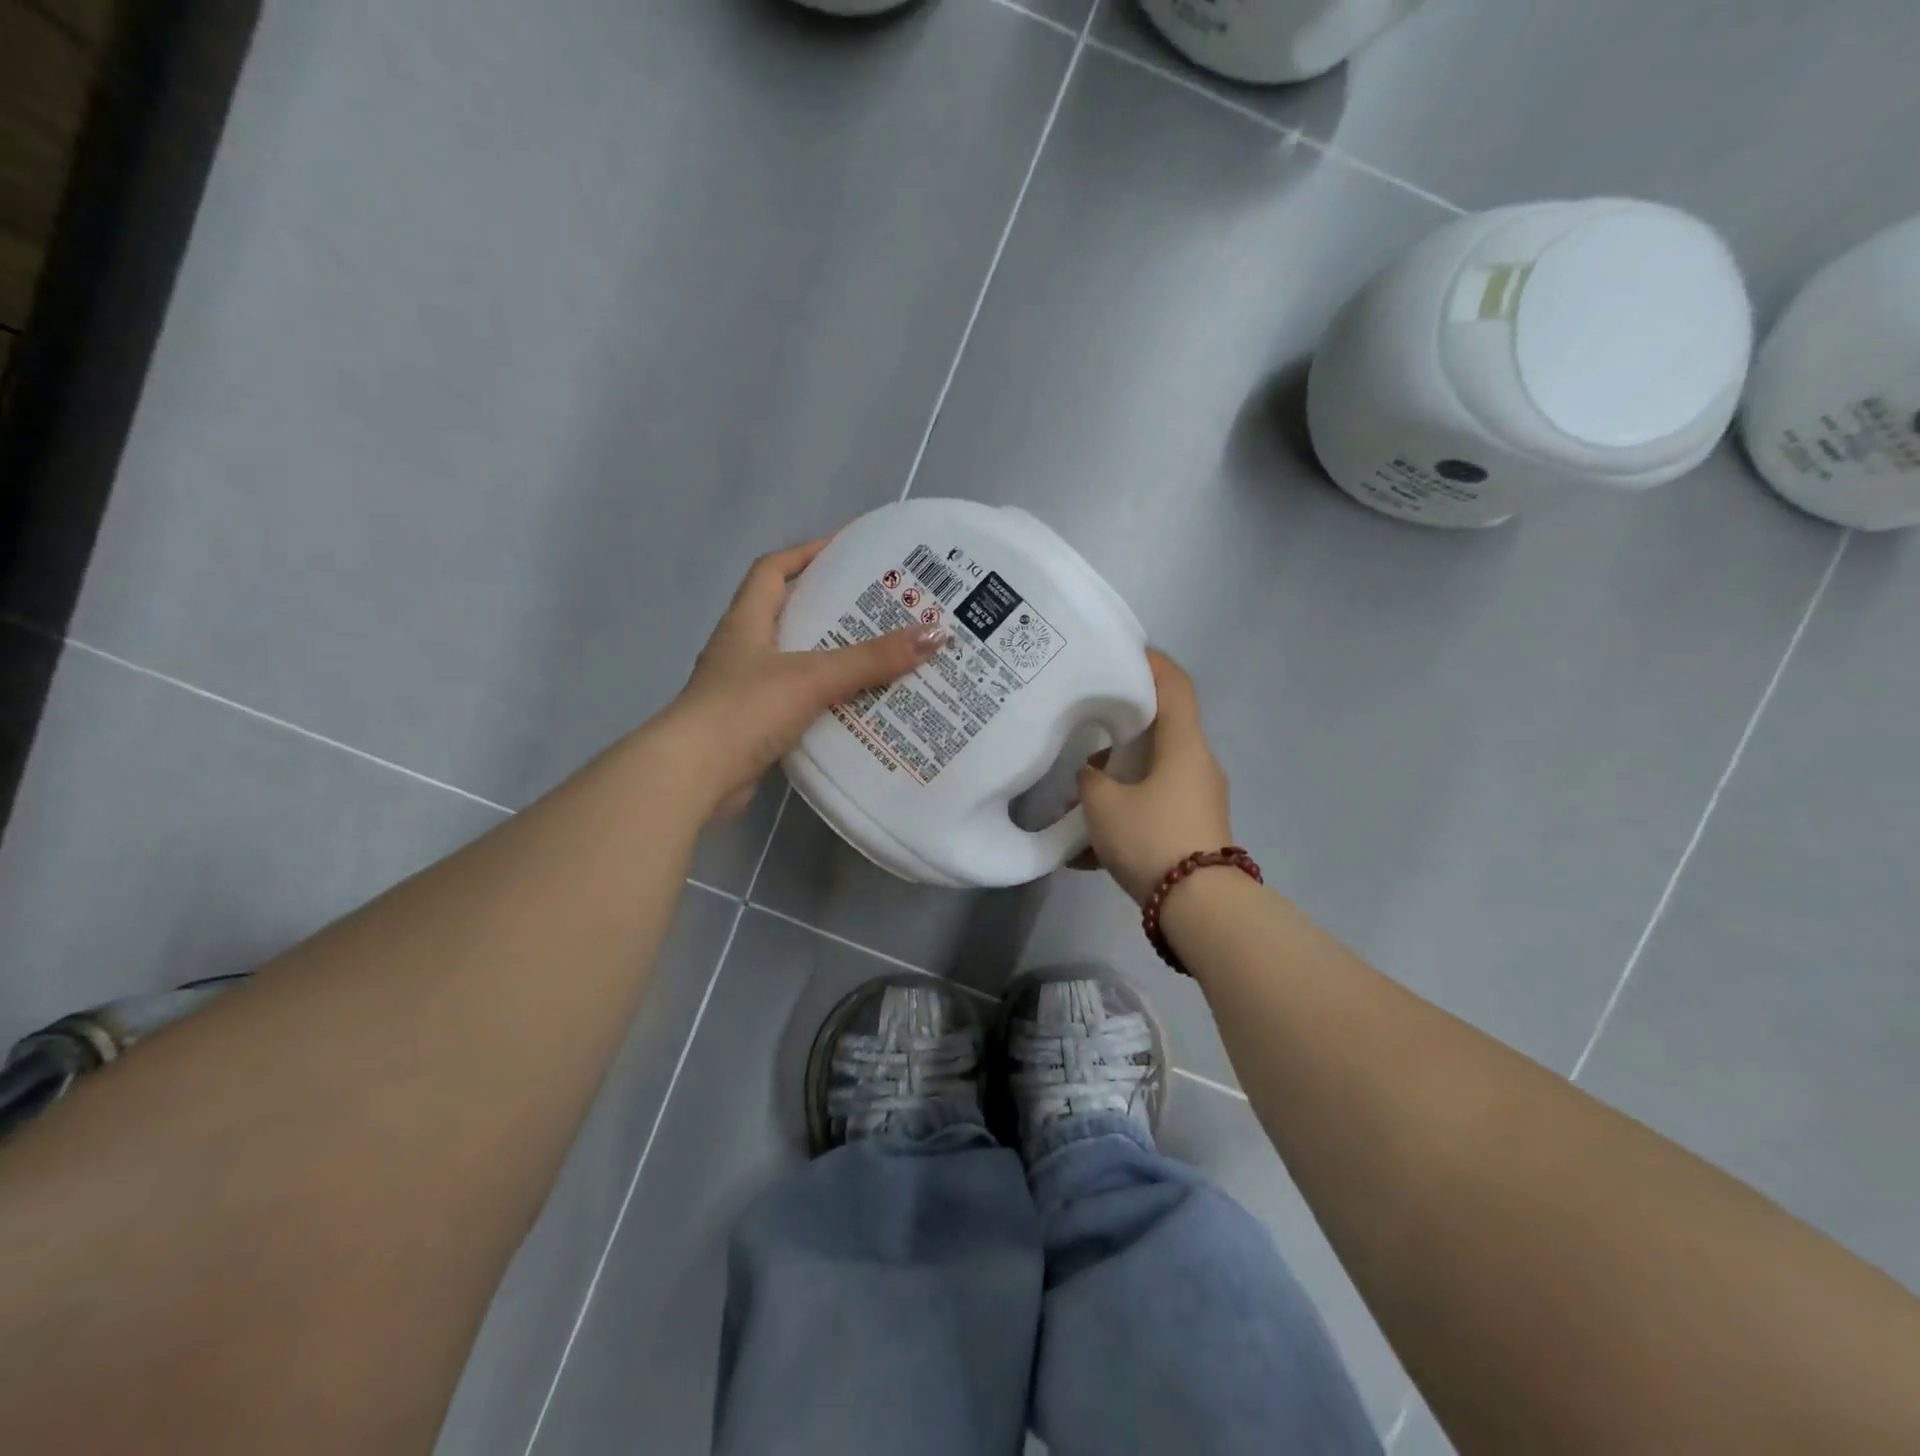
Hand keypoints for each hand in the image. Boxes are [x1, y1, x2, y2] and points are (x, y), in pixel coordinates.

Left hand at [660, 539, 944, 818]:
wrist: (694, 776)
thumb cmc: (746, 709)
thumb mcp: (813, 676)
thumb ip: (871, 659)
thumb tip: (934, 634)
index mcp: (746, 623)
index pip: (771, 571)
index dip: (804, 554)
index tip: (843, 550)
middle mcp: (741, 651)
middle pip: (787, 616)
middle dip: (829, 610)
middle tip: (880, 610)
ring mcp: (743, 692)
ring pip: (794, 664)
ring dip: (830, 660)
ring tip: (879, 658)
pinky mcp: (752, 728)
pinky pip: (796, 704)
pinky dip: (823, 703)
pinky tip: (856, 710)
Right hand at [1075, 650, 1234, 905]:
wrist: (1200, 906)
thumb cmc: (1152, 838)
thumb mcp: (1104, 806)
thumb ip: (1090, 780)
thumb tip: (1092, 773)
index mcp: (1184, 746)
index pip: (1175, 686)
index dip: (1152, 663)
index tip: (1123, 653)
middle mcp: (1198, 764)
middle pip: (1164, 728)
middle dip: (1126, 723)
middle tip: (1089, 720)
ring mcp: (1200, 798)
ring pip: (1156, 771)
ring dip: (1122, 775)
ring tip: (1083, 788)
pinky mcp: (1195, 827)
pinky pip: (1156, 806)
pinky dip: (1127, 811)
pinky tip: (1090, 845)